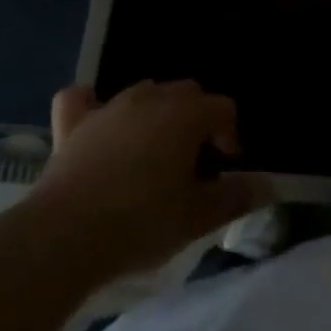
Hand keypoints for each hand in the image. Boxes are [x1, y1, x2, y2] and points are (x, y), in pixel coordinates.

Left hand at [24, 81, 270, 280]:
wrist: (64, 237)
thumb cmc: (140, 224)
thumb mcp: (195, 219)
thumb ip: (234, 198)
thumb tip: (267, 185)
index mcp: (185, 115)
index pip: (222, 108)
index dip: (230, 134)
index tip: (225, 167)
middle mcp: (151, 98)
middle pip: (186, 93)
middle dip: (196, 119)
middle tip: (193, 161)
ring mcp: (110, 107)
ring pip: (144, 92)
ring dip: (156, 112)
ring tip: (154, 151)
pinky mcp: (73, 124)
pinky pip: (81, 99)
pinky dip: (90, 104)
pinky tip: (95, 121)